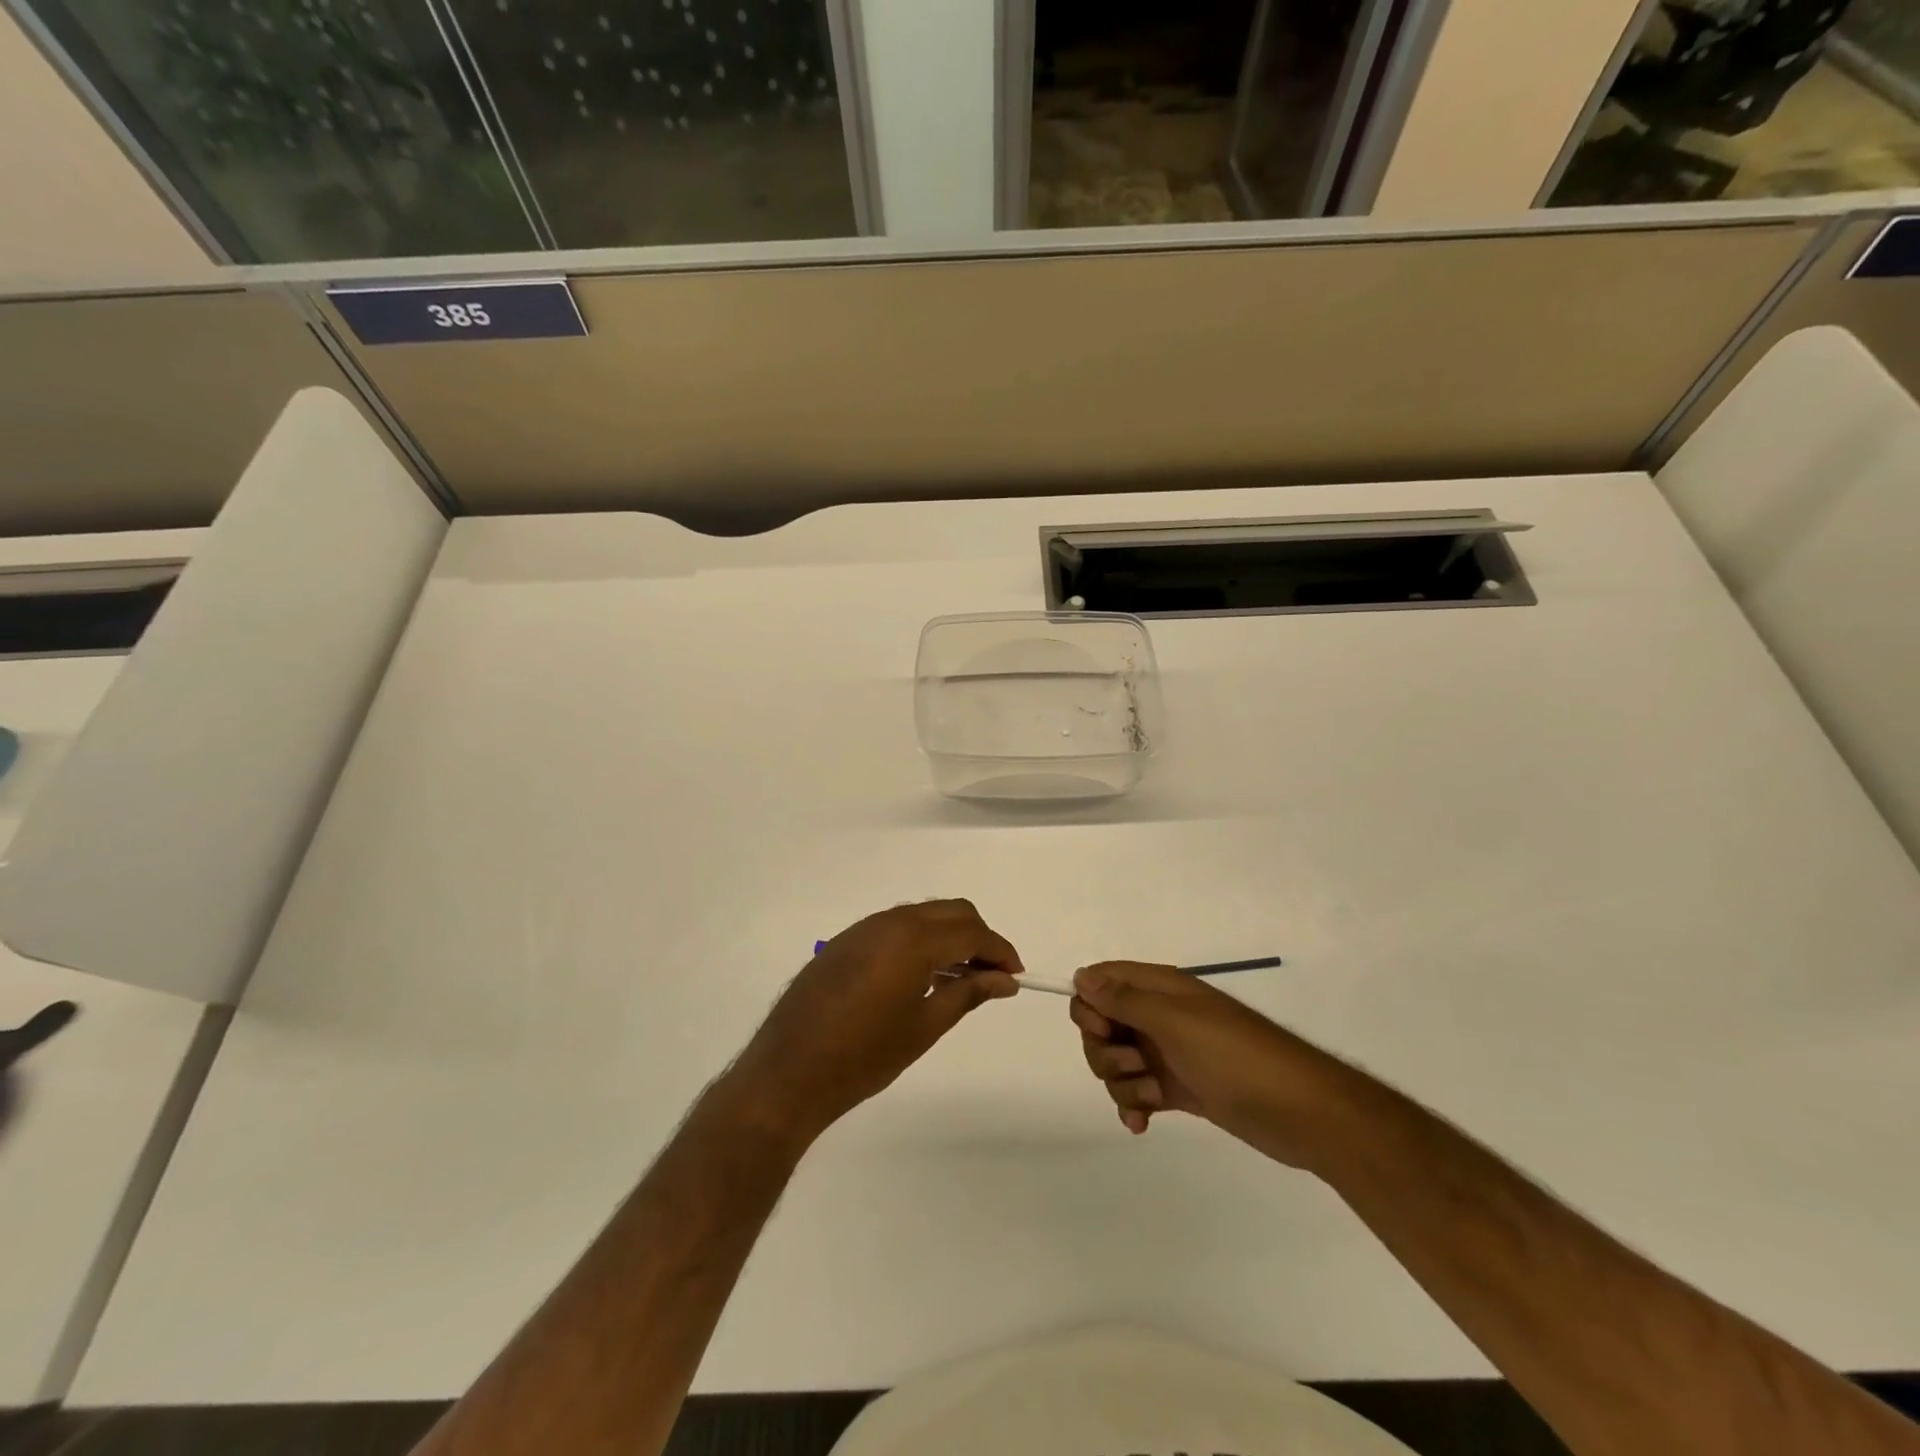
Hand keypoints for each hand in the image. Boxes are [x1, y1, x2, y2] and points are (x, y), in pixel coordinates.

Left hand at [728, 901, 1023, 1146]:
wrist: (788, 1073)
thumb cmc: (863, 1056)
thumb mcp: (924, 1027)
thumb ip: (968, 994)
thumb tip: (1005, 980)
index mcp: (912, 940)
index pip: (971, 931)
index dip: (1000, 950)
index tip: (1016, 976)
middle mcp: (889, 922)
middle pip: (950, 912)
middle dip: (978, 937)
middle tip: (992, 976)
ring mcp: (863, 929)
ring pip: (923, 916)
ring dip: (949, 937)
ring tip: (960, 979)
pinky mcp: (845, 942)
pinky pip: (896, 927)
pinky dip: (920, 941)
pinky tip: (921, 977)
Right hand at [1069, 961, 1356, 1166]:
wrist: (1299, 1110)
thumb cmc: (1233, 1056)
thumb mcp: (1174, 1021)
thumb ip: (1123, 999)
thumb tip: (1081, 976)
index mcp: (1159, 988)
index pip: (1101, 981)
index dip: (1090, 1006)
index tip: (1103, 1030)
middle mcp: (1158, 1016)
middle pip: (1101, 1026)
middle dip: (1105, 1051)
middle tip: (1136, 1065)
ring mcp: (1168, 1053)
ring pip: (1116, 1063)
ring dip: (1123, 1082)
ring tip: (1154, 1095)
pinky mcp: (1178, 1088)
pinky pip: (1136, 1092)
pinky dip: (1133, 1106)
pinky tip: (1141, 1124)